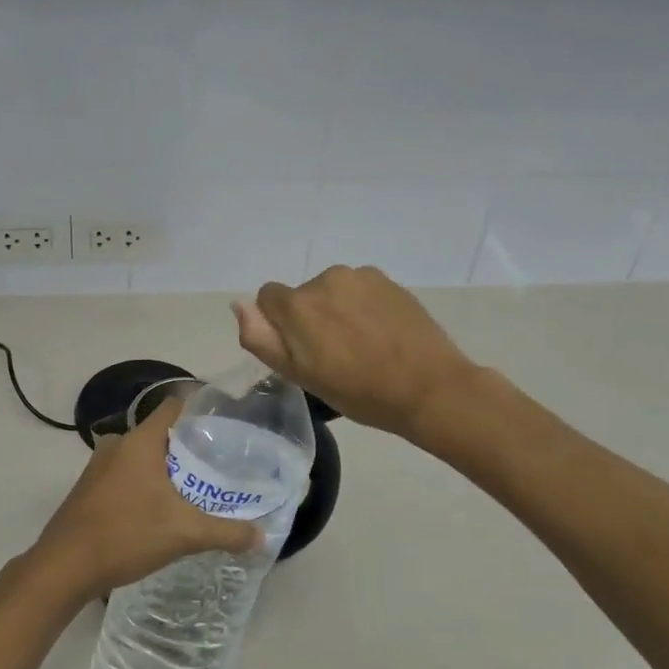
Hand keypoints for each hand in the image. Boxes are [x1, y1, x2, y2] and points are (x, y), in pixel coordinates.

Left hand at [30, 400, 261, 603]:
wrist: (64, 567)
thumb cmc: (125, 535)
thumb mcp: (184, 534)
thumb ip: (226, 532)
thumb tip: (262, 537)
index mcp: (140, 441)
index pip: (174, 407)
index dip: (200, 411)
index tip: (226, 426)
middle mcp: (117, 444)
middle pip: (161, 434)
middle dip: (188, 447)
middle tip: (219, 465)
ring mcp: (99, 466)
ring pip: (142, 456)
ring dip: (166, 469)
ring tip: (195, 489)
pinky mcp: (89, 488)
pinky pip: (126, 474)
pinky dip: (145, 484)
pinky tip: (161, 510)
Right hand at [233, 265, 479, 441]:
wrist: (430, 388)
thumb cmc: (360, 392)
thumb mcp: (300, 375)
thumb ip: (262, 338)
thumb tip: (239, 305)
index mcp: (298, 305)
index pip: (268, 298)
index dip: (280, 326)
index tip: (302, 352)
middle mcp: (325, 279)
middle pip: (302, 295)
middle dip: (310, 318)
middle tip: (335, 355)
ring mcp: (360, 276)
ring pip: (332, 291)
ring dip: (337, 310)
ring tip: (362, 345)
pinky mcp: (388, 280)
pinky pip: (360, 289)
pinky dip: (363, 306)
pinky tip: (382, 333)